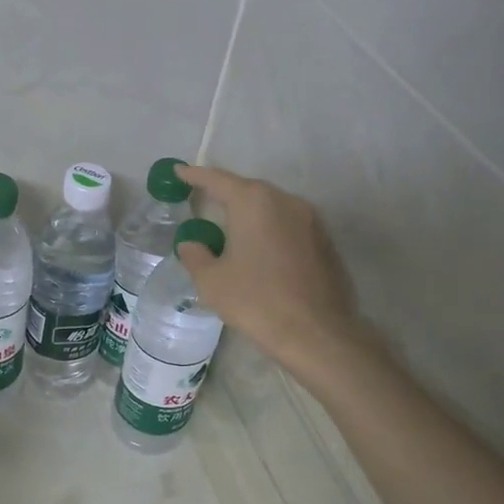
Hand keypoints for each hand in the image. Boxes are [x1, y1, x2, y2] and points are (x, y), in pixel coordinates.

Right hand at [174, 164, 365, 377]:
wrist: (316, 333)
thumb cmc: (256, 301)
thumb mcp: (211, 281)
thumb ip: (195, 254)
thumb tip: (192, 243)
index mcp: (253, 202)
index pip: (217, 180)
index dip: (194, 175)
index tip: (178, 171)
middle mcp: (285, 200)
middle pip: (248, 190)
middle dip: (225, 194)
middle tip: (202, 201)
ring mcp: (310, 219)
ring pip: (272, 207)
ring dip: (250, 214)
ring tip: (231, 229)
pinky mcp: (325, 241)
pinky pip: (289, 225)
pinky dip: (270, 230)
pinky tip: (260, 251)